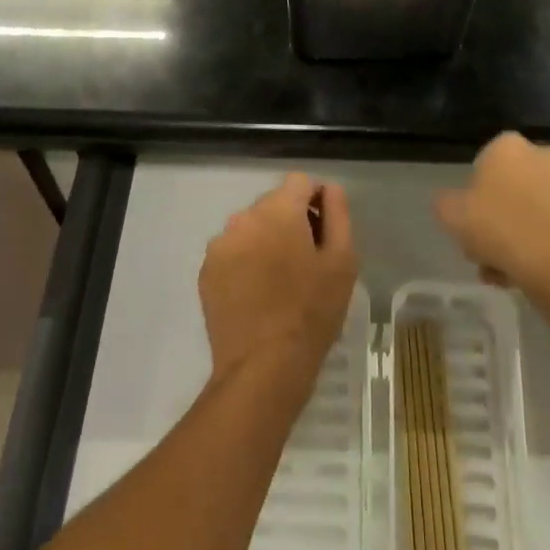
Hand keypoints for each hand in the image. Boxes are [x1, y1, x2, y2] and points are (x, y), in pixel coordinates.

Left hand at [200, 174, 358, 383]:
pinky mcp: (206, 271)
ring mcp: (220, 244)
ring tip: (278, 282)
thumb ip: (337, 214)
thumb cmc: (312, 312)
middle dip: (289, 222)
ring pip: (250, 228)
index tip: (322, 234)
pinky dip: (244, 262)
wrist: (263, 367)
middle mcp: (244, 217)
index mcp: (279, 210)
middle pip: (273, 204)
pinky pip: (232, 252)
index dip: (315, 201)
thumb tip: (328, 188)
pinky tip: (256, 295)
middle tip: (304, 263)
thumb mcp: (342, 261)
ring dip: (265, 241)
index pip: (299, 182)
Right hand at [435, 132, 549, 299]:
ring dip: (518, 234)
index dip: (474, 195)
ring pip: (532, 210)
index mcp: (508, 146)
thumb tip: (451, 202)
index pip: (484, 164)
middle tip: (485, 250)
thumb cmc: (498, 228)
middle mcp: (542, 154)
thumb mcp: (450, 214)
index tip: (470, 222)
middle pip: (510, 188)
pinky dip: (542, 244)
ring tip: (505, 271)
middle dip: (497, 217)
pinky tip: (528, 272)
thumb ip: (445, 202)